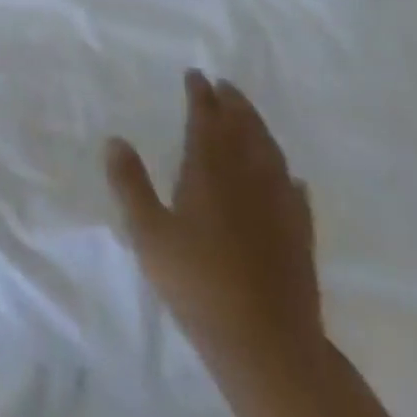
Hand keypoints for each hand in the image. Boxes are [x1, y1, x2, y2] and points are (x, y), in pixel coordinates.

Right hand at [106, 70, 321, 364]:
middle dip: (233, 104)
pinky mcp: (300, 234)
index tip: (196, 75)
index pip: (206, 121)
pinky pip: (295, 190)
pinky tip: (287, 175)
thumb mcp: (148, 233)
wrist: (266, 341)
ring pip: (271, 153)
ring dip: (259, 128)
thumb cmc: (196, 283)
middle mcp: (248, 179)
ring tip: (249, 115)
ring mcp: (280, 206)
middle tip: (224, 85)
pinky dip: (285, 173)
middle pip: (243, 130)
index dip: (200, 96)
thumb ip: (130, 184)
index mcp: (209, 173)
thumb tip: (115, 140)